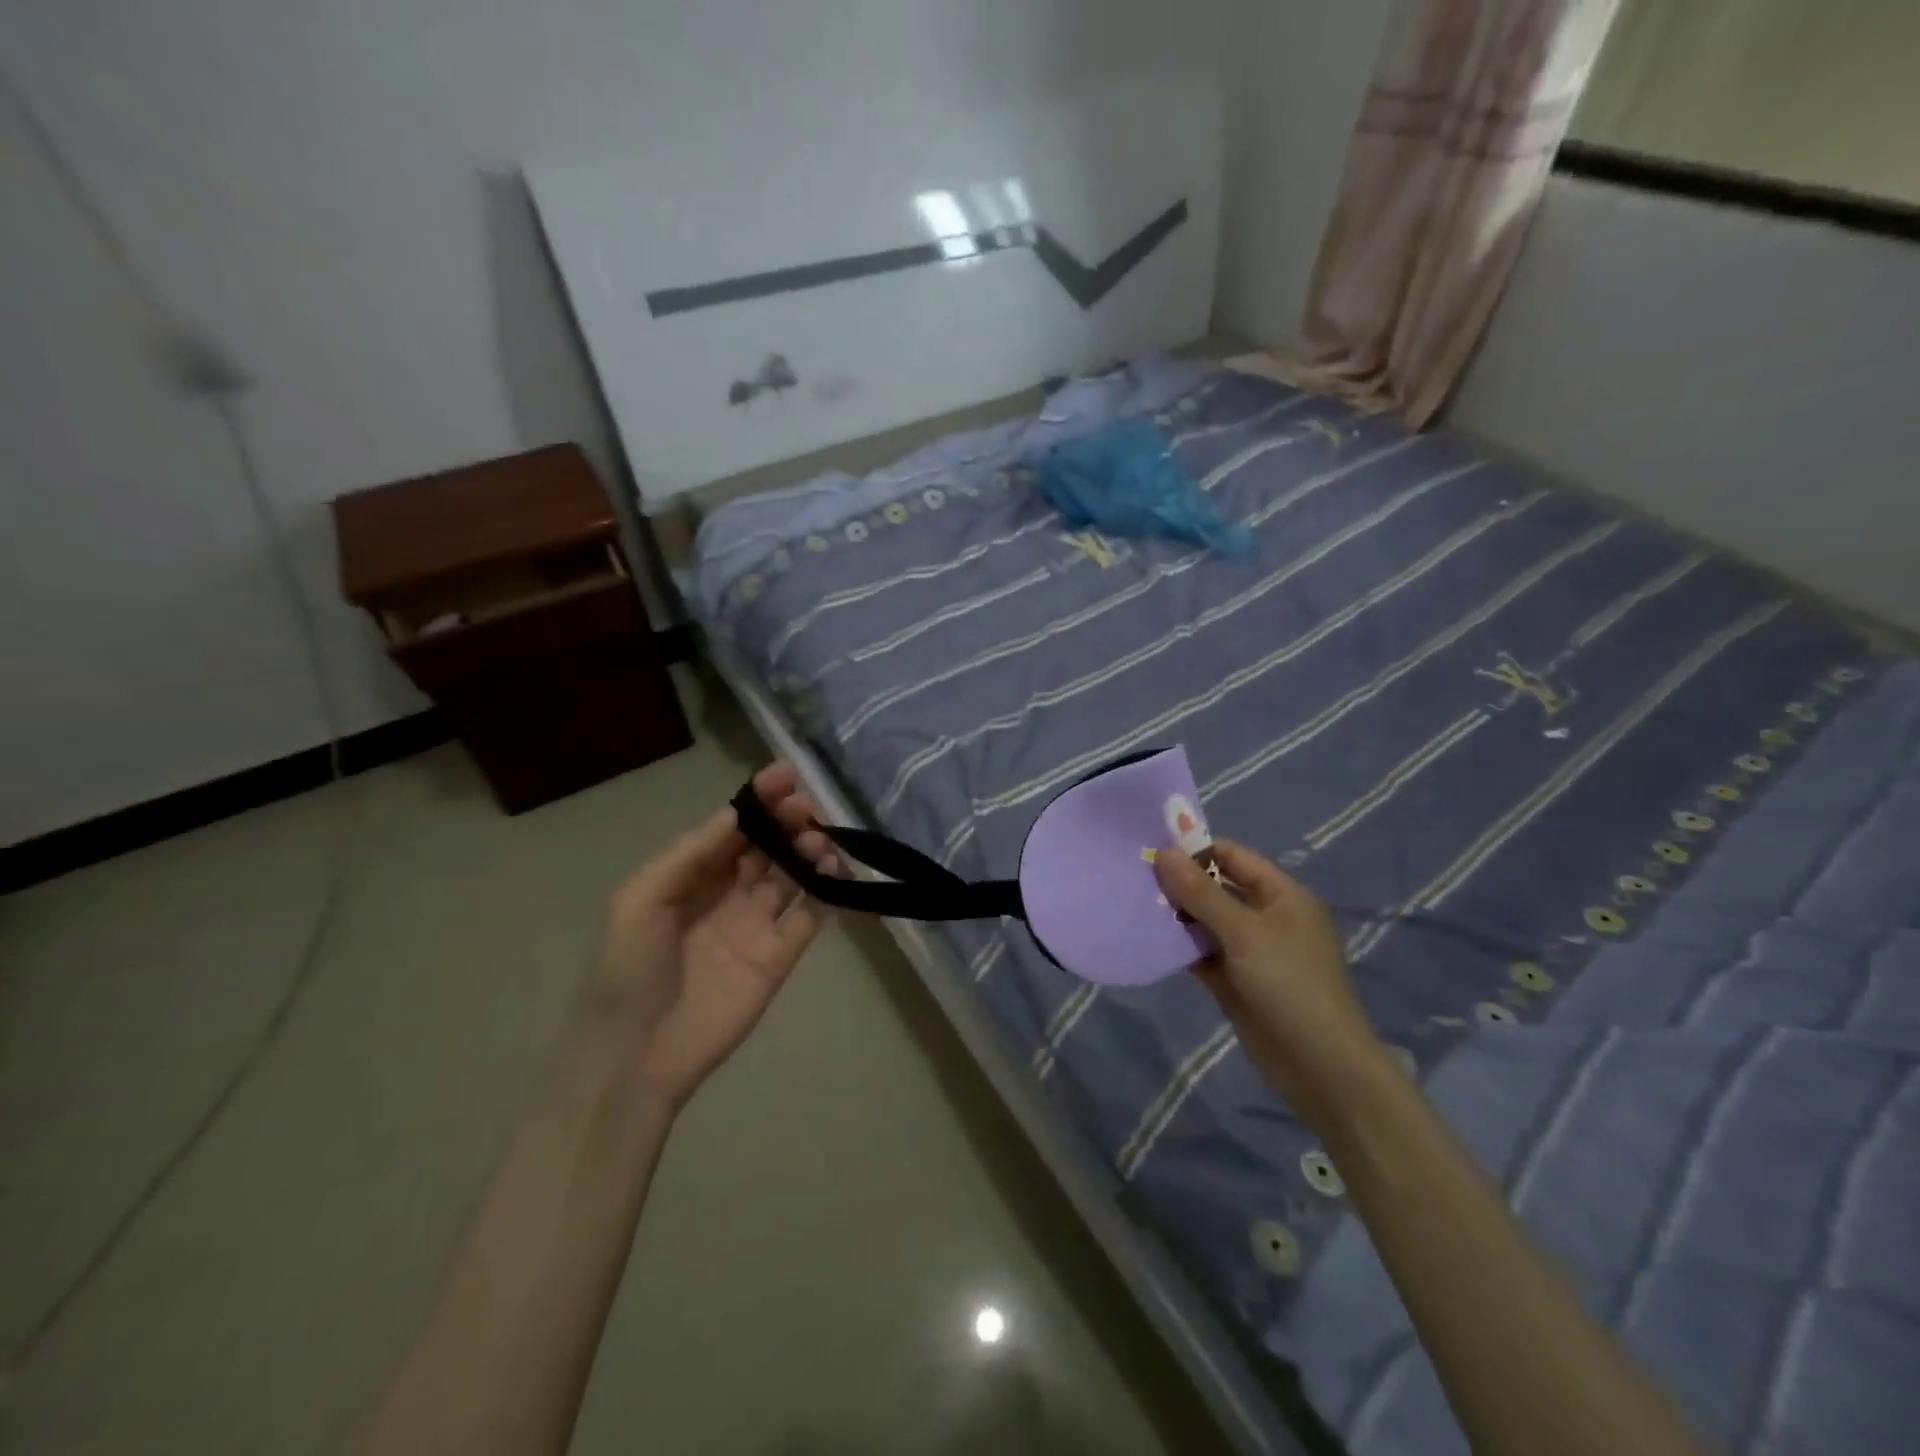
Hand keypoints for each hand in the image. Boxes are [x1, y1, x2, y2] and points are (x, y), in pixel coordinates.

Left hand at [585, 762, 837, 1111]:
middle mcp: (726, 894)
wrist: (635, 1058)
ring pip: (792, 875)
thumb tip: (739, 812)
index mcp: (689, 875)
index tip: (785, 774)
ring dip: (808, 851)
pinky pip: (810, 916)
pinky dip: (827, 893)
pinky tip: (834, 874)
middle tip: (806, 806)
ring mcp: (755, 925)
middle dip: (787, 819)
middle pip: (766, 846)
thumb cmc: (628, 969)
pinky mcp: (779, 957)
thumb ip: (692, 853)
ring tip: (819, 841)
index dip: (757, 799)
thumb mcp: (642, 898)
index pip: (732, 827)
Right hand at [1156, 841, 1392, 1128]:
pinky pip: (1202, 953)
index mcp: (1281, 895)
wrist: (1321, 1067)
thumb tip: (1163, 853)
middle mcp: (1266, 917)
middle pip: (1216, 888)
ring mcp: (1250, 951)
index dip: (1195, 849)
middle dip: (1179, 883)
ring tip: (1132, 903)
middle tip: (1133, 877)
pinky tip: (1147, 939)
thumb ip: (1201, 893)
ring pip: (1206, 922)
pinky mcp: (1235, 981)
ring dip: (1175, 915)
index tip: (1151, 849)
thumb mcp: (1244, 932)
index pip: (1233, 856)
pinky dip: (1179, 946)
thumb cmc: (1289, 985)